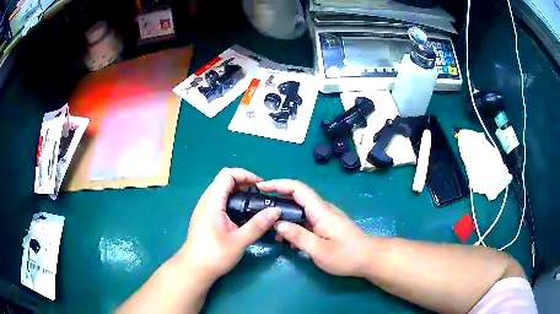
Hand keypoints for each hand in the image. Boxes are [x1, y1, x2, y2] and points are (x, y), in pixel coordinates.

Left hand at [179, 168, 280, 281]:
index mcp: (212, 202)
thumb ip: (258, 225)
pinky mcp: (206, 216)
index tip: (260, 186)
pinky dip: (234, 201)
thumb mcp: (239, 241)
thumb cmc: (214, 255)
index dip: (245, 175)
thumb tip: (276, 210)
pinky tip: (243, 215)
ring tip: (254, 205)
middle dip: (244, 183)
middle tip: (261, 196)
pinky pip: (220, 200)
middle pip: (225, 180)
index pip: (227, 174)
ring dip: (239, 192)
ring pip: (222, 190)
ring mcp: (205, 208)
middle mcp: (206, 201)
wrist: (194, 268)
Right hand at [257, 179, 372, 277]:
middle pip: (297, 196)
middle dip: (277, 198)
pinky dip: (293, 224)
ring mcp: (325, 217)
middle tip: (259, 209)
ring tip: (270, 229)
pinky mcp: (326, 225)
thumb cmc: (347, 256)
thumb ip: (298, 236)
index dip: (278, 184)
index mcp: (321, 211)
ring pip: (300, 209)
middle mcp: (322, 209)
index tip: (261, 187)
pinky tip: (287, 238)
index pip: (298, 188)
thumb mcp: (320, 251)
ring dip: (284, 215)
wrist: (369, 258)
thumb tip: (278, 223)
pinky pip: (305, 219)